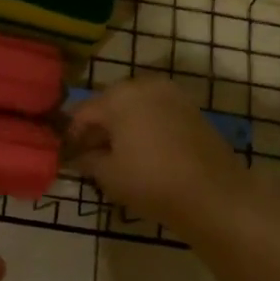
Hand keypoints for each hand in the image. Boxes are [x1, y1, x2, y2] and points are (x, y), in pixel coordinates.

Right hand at [65, 78, 247, 233]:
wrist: (213, 194)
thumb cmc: (151, 182)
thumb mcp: (108, 175)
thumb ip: (87, 160)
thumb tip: (78, 156)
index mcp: (119, 96)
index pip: (83, 112)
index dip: (71, 134)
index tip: (66, 154)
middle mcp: (145, 86)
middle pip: (110, 103)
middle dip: (99, 127)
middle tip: (90, 154)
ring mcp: (172, 95)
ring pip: (136, 107)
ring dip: (123, 126)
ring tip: (117, 155)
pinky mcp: (192, 109)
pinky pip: (157, 112)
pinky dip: (146, 126)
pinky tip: (143, 151)